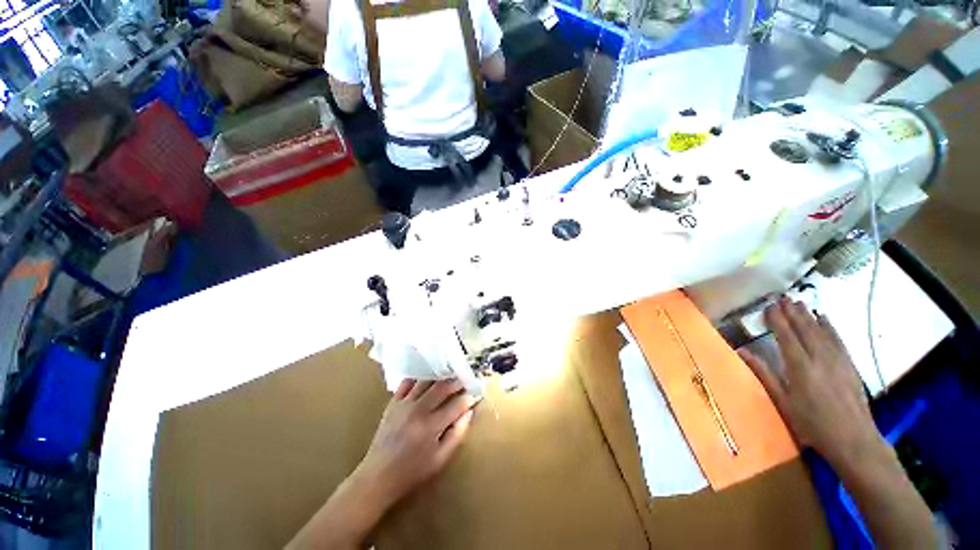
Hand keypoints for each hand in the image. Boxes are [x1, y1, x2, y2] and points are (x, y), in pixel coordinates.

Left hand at [286, 379, 475, 549]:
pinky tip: (427, 377)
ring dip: (440, 375)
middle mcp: (418, 410)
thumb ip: (457, 434)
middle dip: (457, 381)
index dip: (469, 397)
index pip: (457, 405)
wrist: (377, 476)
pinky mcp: (393, 402)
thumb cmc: (412, 471)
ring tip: (449, 374)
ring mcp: (404, 404)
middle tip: (466, 378)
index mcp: (431, 427)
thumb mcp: (440, 459)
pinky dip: (419, 377)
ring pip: (426, 380)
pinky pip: (407, 382)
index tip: (476, 393)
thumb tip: (469, 412)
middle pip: (442, 387)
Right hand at [739, 299, 884, 471]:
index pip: (786, 336)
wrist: (853, 439)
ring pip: (821, 331)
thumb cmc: (812, 424)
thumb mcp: (783, 402)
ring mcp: (838, 360)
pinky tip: (825, 318)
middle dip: (793, 312)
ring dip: (809, 315)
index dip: (777, 320)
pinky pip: (839, 340)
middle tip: (783, 298)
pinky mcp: (850, 365)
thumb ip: (764, 374)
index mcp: (800, 367)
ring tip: (799, 303)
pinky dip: (831, 327)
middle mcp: (819, 358)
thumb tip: (742, 352)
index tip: (768, 306)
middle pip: (804, 329)